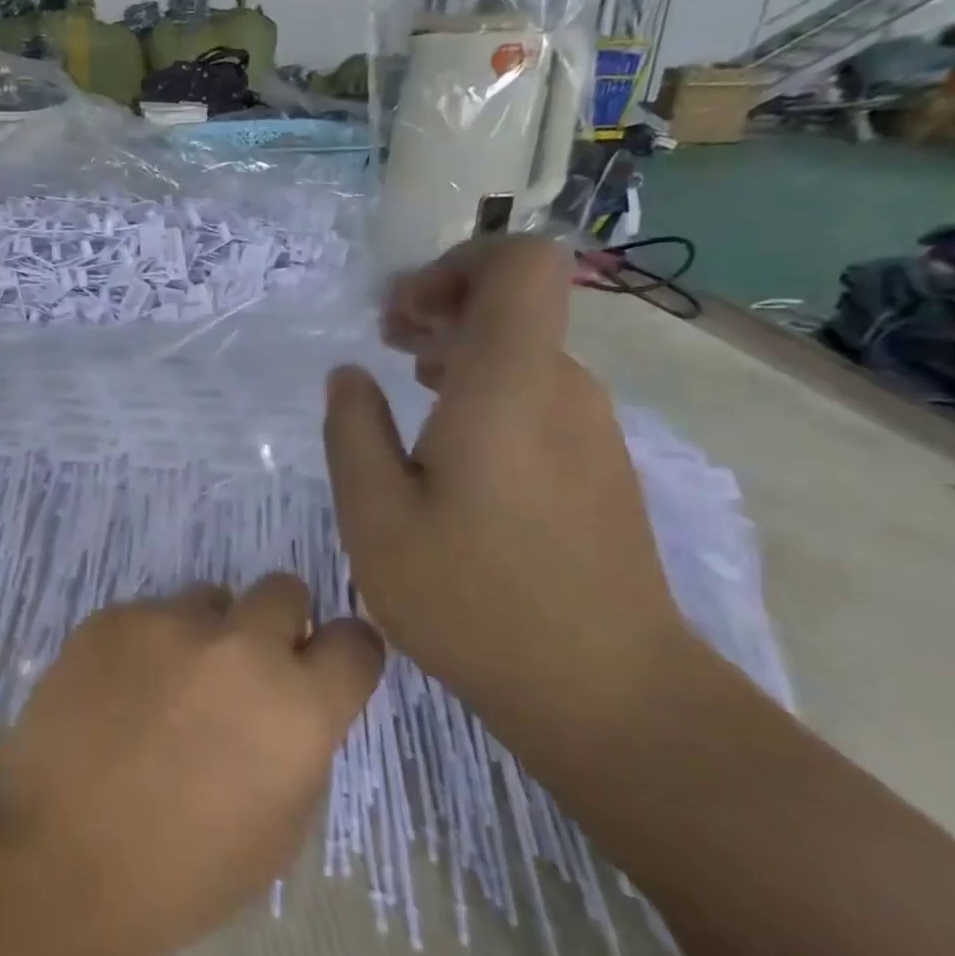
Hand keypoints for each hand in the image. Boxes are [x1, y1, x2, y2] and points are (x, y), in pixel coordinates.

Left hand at [0, 576, 382, 955]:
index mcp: (298, 707)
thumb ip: (299, 747)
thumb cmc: (177, 874)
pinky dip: (146, 644)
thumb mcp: (277, 832)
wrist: (52, 857)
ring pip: (210, 598)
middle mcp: (242, 646)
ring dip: (206, 633)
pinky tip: (116, 692)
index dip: (345, 655)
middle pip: (284, 590)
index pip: (357, 641)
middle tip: (244, 670)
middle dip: (277, 624)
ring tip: (167, 686)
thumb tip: (290, 702)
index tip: (323, 669)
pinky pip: (149, 613)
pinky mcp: (113, 616)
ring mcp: (170, 622)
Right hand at [324, 237, 688, 718]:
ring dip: (461, 350)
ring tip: (406, 390)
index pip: (522, 263)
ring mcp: (591, 428)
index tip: (403, 316)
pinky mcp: (599, 466)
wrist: (606, 692)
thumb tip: (349, 376)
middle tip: (384, 342)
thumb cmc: (473, 599)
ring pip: (525, 350)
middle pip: (517, 302)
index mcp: (509, 385)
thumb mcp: (376, 518)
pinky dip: (487, 390)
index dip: (458, 264)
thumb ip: (353, 432)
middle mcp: (563, 389)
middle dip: (443, 305)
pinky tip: (448, 447)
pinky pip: (539, 395)